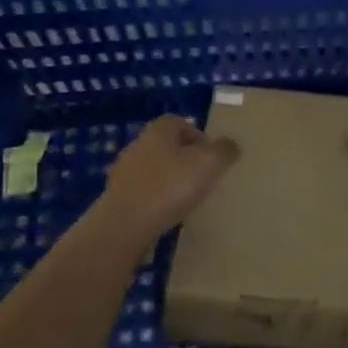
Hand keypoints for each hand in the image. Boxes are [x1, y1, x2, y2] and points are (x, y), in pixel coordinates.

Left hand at [100, 114, 239, 241]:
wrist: (126, 224)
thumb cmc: (170, 186)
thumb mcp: (209, 164)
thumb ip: (225, 151)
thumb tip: (231, 145)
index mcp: (159, 130)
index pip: (181, 123)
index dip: (199, 137)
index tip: (212, 158)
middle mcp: (138, 144)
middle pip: (167, 146)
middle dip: (185, 160)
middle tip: (202, 178)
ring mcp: (123, 171)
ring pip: (154, 169)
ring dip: (169, 180)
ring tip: (186, 199)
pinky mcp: (116, 196)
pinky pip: (143, 192)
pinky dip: (155, 199)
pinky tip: (166, 214)